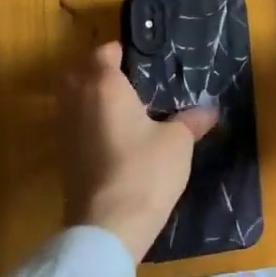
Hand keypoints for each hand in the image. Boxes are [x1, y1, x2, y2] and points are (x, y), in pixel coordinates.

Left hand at [60, 42, 217, 261]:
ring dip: (90, 98)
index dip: (118, 51)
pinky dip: (88, 123)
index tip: (139, 57)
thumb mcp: (178, 142)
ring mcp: (66, 131)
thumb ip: (192, 120)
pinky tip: (114, 137)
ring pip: (72, 101)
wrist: (109, 225)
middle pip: (78, 74)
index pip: (103, 53)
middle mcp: (78, 102)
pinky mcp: (65, 157)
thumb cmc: (145, 170)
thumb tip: (210, 110)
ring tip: (123, 108)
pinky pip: (74, 126)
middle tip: (127, 80)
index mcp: (104, 87)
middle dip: (97, 72)